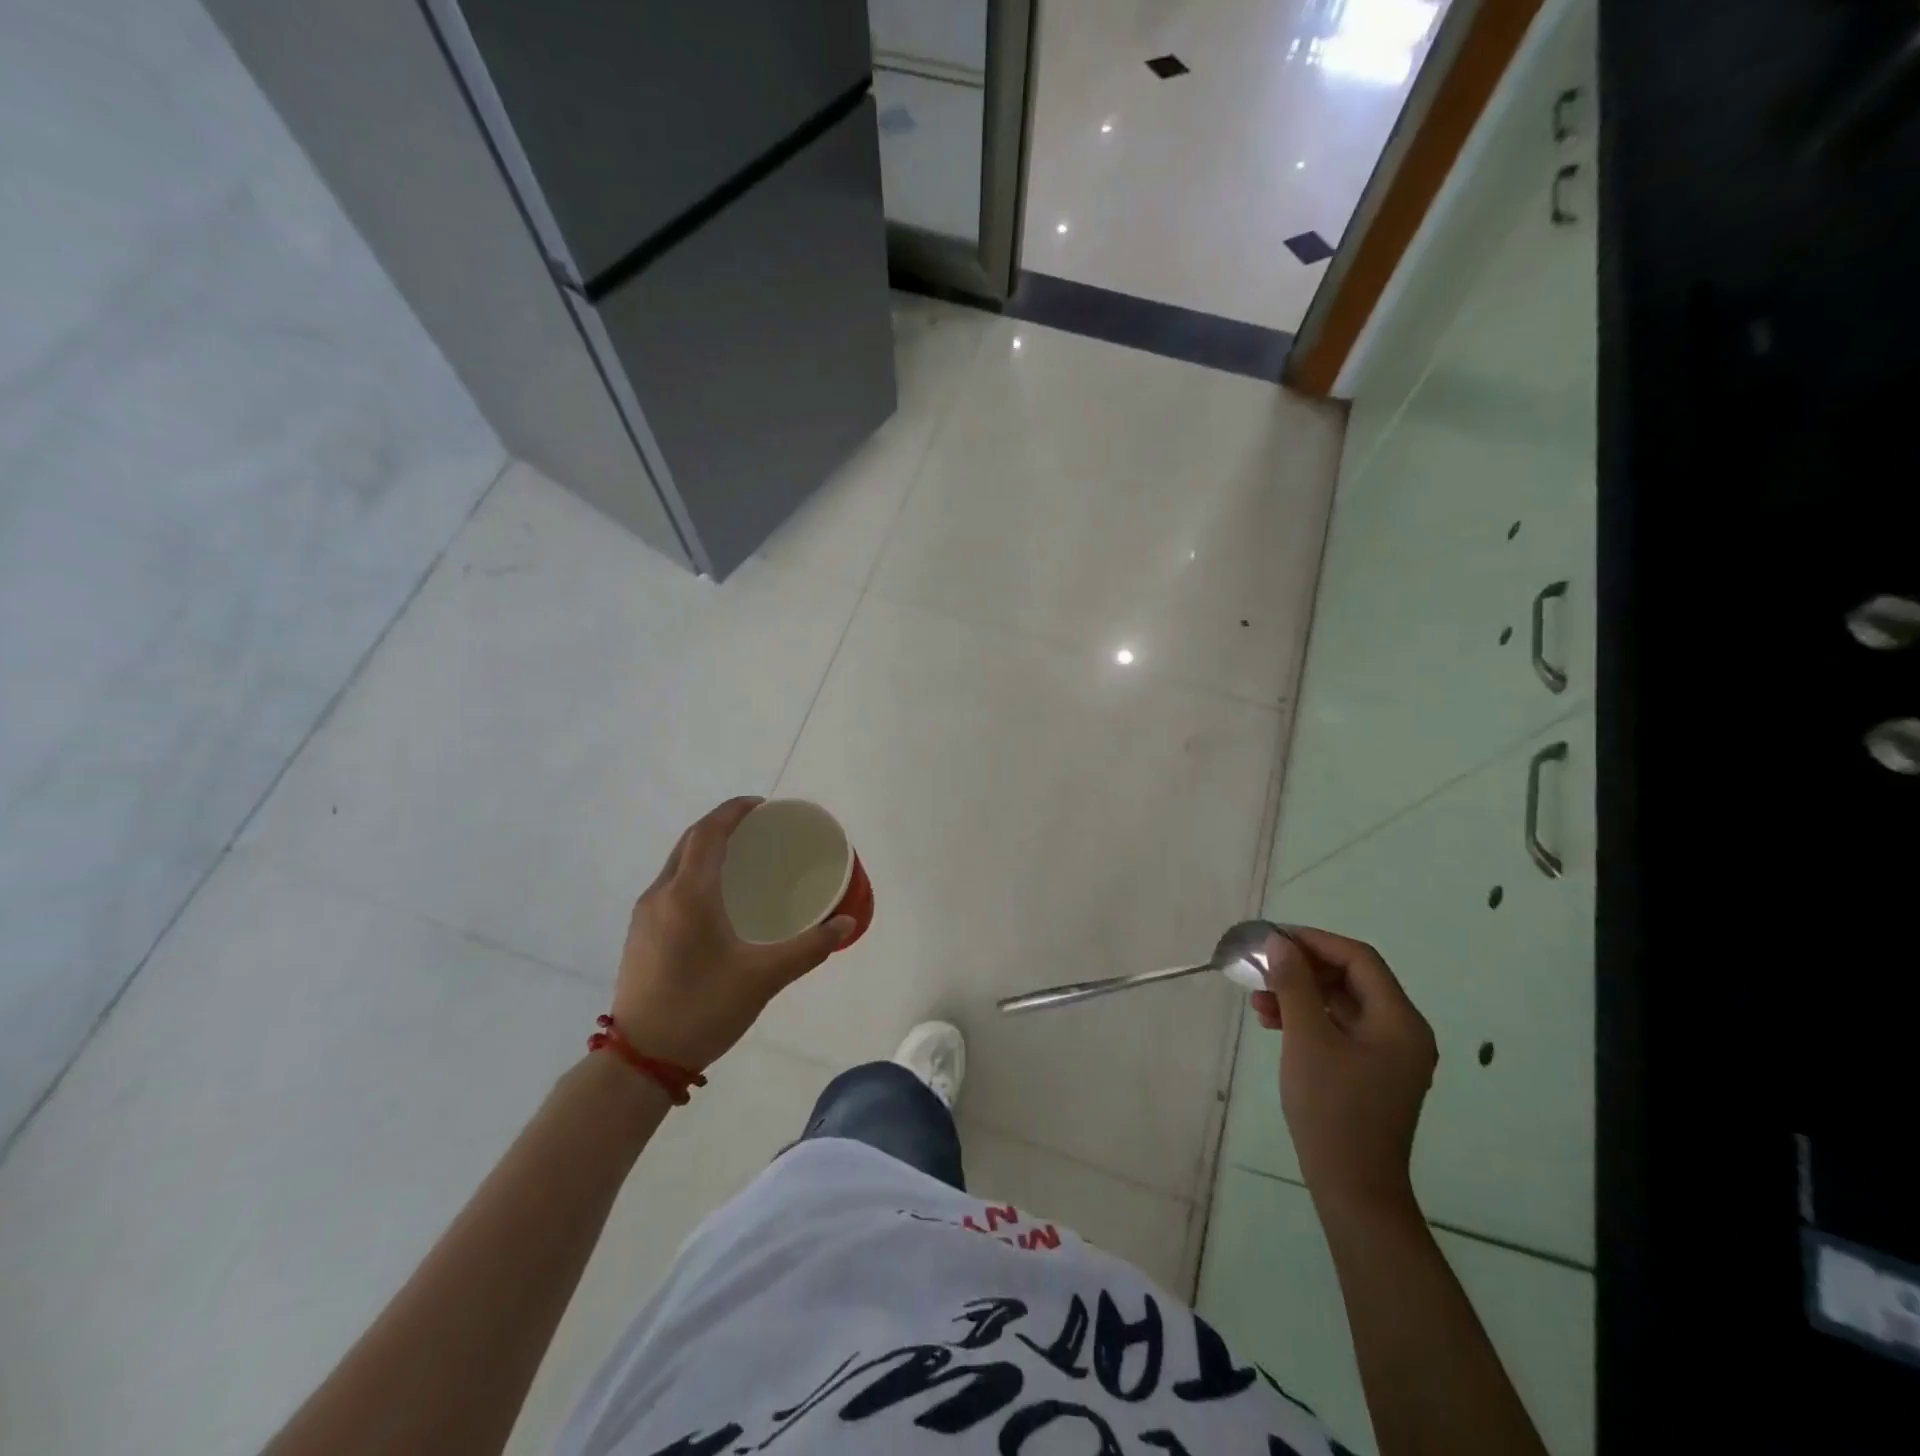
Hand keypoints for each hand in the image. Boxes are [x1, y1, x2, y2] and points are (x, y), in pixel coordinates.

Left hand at [612, 797, 852, 1069]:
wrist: (639, 1061)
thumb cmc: (702, 1009)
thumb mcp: (763, 978)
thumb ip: (809, 947)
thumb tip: (847, 923)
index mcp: (688, 894)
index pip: (709, 833)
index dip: (734, 811)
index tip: (763, 807)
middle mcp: (661, 894)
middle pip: (690, 842)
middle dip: (722, 825)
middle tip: (759, 829)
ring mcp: (645, 915)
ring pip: (676, 863)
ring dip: (706, 849)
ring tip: (741, 858)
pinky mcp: (640, 934)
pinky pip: (670, 885)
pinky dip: (694, 872)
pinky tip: (716, 899)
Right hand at [1251, 926, 1436, 1218]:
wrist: (1352, 1188)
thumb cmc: (1332, 1109)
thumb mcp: (1307, 1039)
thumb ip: (1294, 984)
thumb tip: (1280, 943)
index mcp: (1400, 1021)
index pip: (1359, 959)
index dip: (1315, 942)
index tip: (1273, 940)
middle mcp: (1403, 1032)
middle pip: (1352, 979)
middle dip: (1303, 969)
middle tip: (1262, 969)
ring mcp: (1389, 1055)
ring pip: (1342, 1004)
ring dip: (1300, 994)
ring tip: (1258, 1001)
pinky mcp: (1372, 1072)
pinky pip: (1340, 1028)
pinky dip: (1308, 1018)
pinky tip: (1273, 1022)